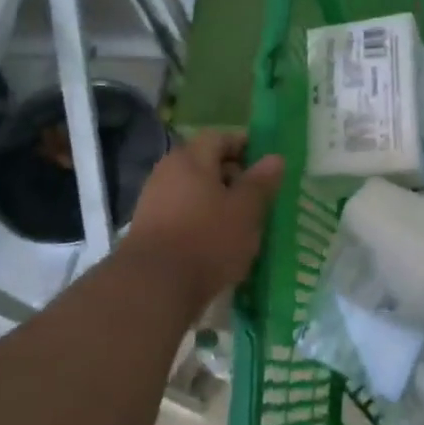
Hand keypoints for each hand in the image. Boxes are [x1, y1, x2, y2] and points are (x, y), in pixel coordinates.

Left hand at [125, 132, 284, 309]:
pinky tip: (218, 242)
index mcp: (191, 158)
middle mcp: (167, 172)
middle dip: (233, 176)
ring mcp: (153, 201)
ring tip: (242, 223)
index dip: (245, 146)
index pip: (220, 137)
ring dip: (218, 201)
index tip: (266, 165)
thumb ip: (261, 182)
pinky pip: (183, 213)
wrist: (154, 286)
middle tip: (259, 197)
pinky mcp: (149, 229)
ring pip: (194, 191)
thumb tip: (275, 158)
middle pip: (205, 164)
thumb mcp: (246, 210)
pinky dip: (202, 220)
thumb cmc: (207, 239)